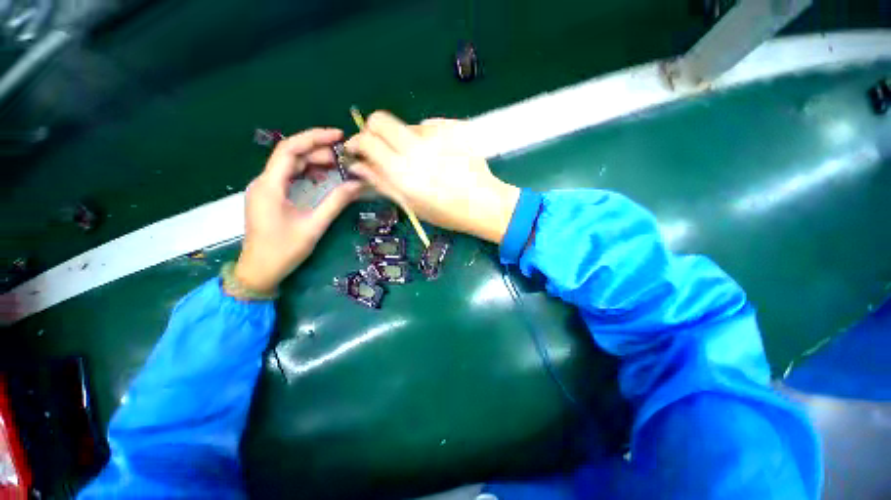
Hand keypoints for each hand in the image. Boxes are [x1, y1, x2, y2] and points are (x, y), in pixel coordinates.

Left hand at [233, 128, 362, 294]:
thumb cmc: (284, 251)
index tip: (338, 136)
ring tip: (338, 164)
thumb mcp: (314, 226)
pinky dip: (307, 174)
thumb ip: (336, 203)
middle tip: (345, 156)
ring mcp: (266, 190)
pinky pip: (289, 178)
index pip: (289, 149)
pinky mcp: (270, 197)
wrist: (259, 271)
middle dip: (318, 151)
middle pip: (291, 155)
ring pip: (290, 166)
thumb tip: (358, 184)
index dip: (314, 138)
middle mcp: (264, 182)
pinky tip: (323, 177)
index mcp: (270, 186)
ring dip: (314, 162)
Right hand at [344, 112, 519, 243]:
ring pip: (406, 125)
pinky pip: (430, 126)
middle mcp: (417, 147)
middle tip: (380, 147)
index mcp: (403, 171)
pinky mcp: (453, 127)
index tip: (357, 149)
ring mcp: (437, 134)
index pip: (367, 141)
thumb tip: (357, 166)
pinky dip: (427, 138)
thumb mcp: (411, 204)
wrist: (483, 203)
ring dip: (405, 139)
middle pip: (380, 119)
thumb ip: (382, 182)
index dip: (356, 142)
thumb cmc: (446, 212)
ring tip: (421, 160)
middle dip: (373, 130)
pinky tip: (438, 155)